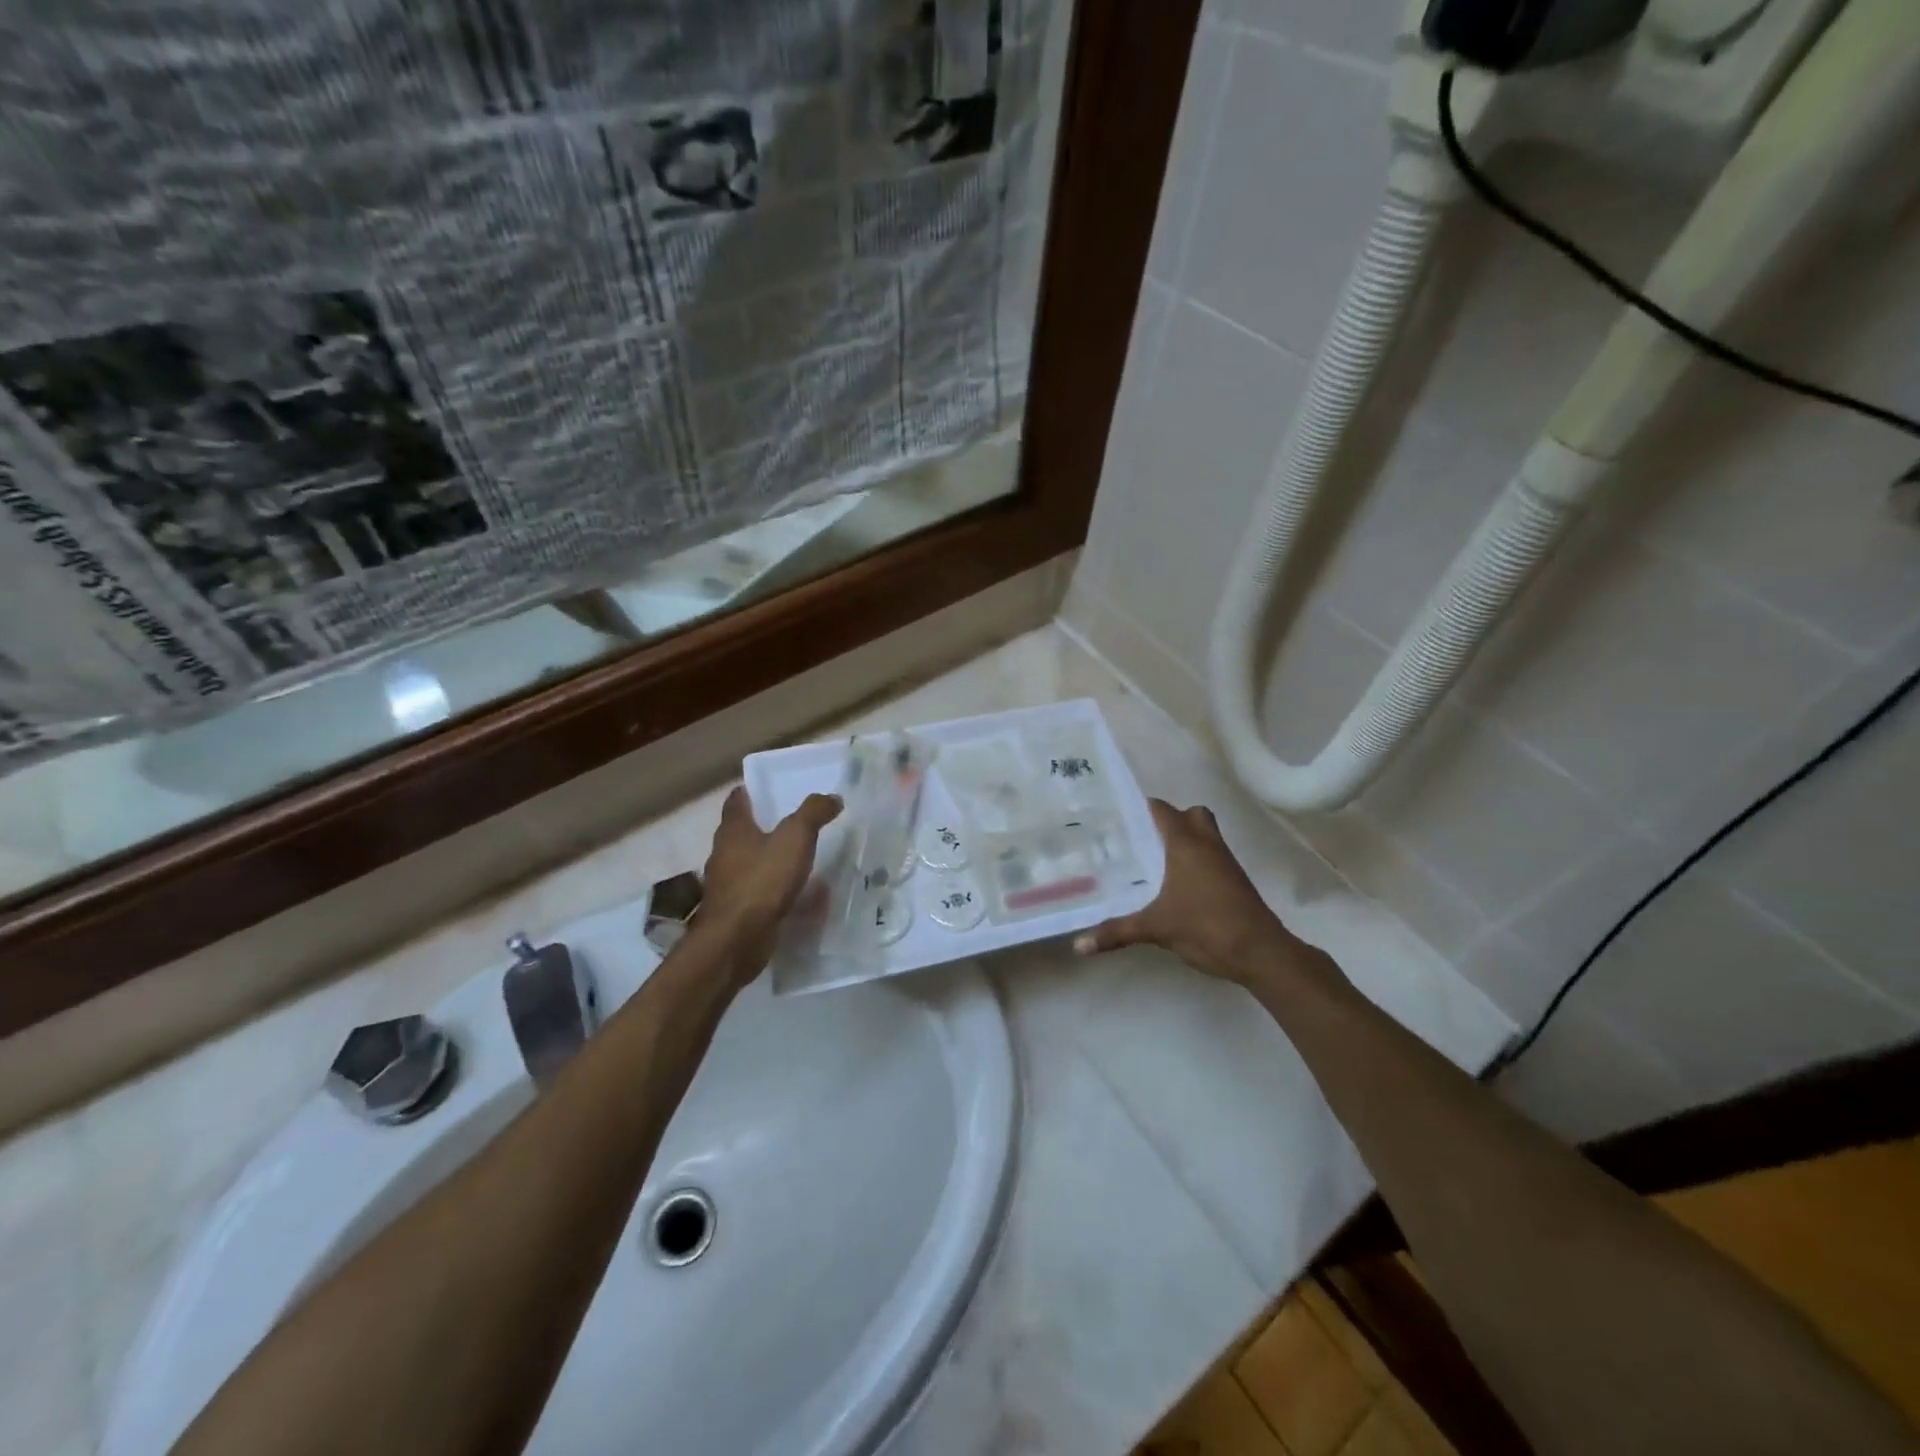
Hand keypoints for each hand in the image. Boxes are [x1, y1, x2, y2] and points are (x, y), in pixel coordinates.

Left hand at [699, 786, 842, 973]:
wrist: (737, 940)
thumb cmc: (762, 880)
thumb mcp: (795, 837)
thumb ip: (814, 813)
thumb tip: (832, 797)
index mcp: (734, 831)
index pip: (736, 802)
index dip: (749, 792)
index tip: (766, 789)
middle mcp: (725, 855)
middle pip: (742, 833)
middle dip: (764, 827)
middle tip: (793, 822)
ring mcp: (728, 886)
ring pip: (752, 865)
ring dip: (772, 860)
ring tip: (801, 859)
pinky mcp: (737, 912)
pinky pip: (761, 893)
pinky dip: (777, 890)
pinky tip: (800, 895)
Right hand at [1072, 799, 1312, 987]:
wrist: (1260, 952)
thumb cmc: (1206, 927)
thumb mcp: (1155, 929)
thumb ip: (1116, 932)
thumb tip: (1079, 946)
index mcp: (1186, 844)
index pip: (1161, 810)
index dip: (1140, 807)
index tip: (1116, 814)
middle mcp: (1207, 844)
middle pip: (1191, 814)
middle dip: (1169, 820)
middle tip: (1140, 836)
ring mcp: (1225, 862)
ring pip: (1205, 835)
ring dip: (1184, 840)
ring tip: (1152, 859)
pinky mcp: (1235, 880)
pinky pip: (1212, 856)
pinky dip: (1195, 860)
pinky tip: (1175, 884)